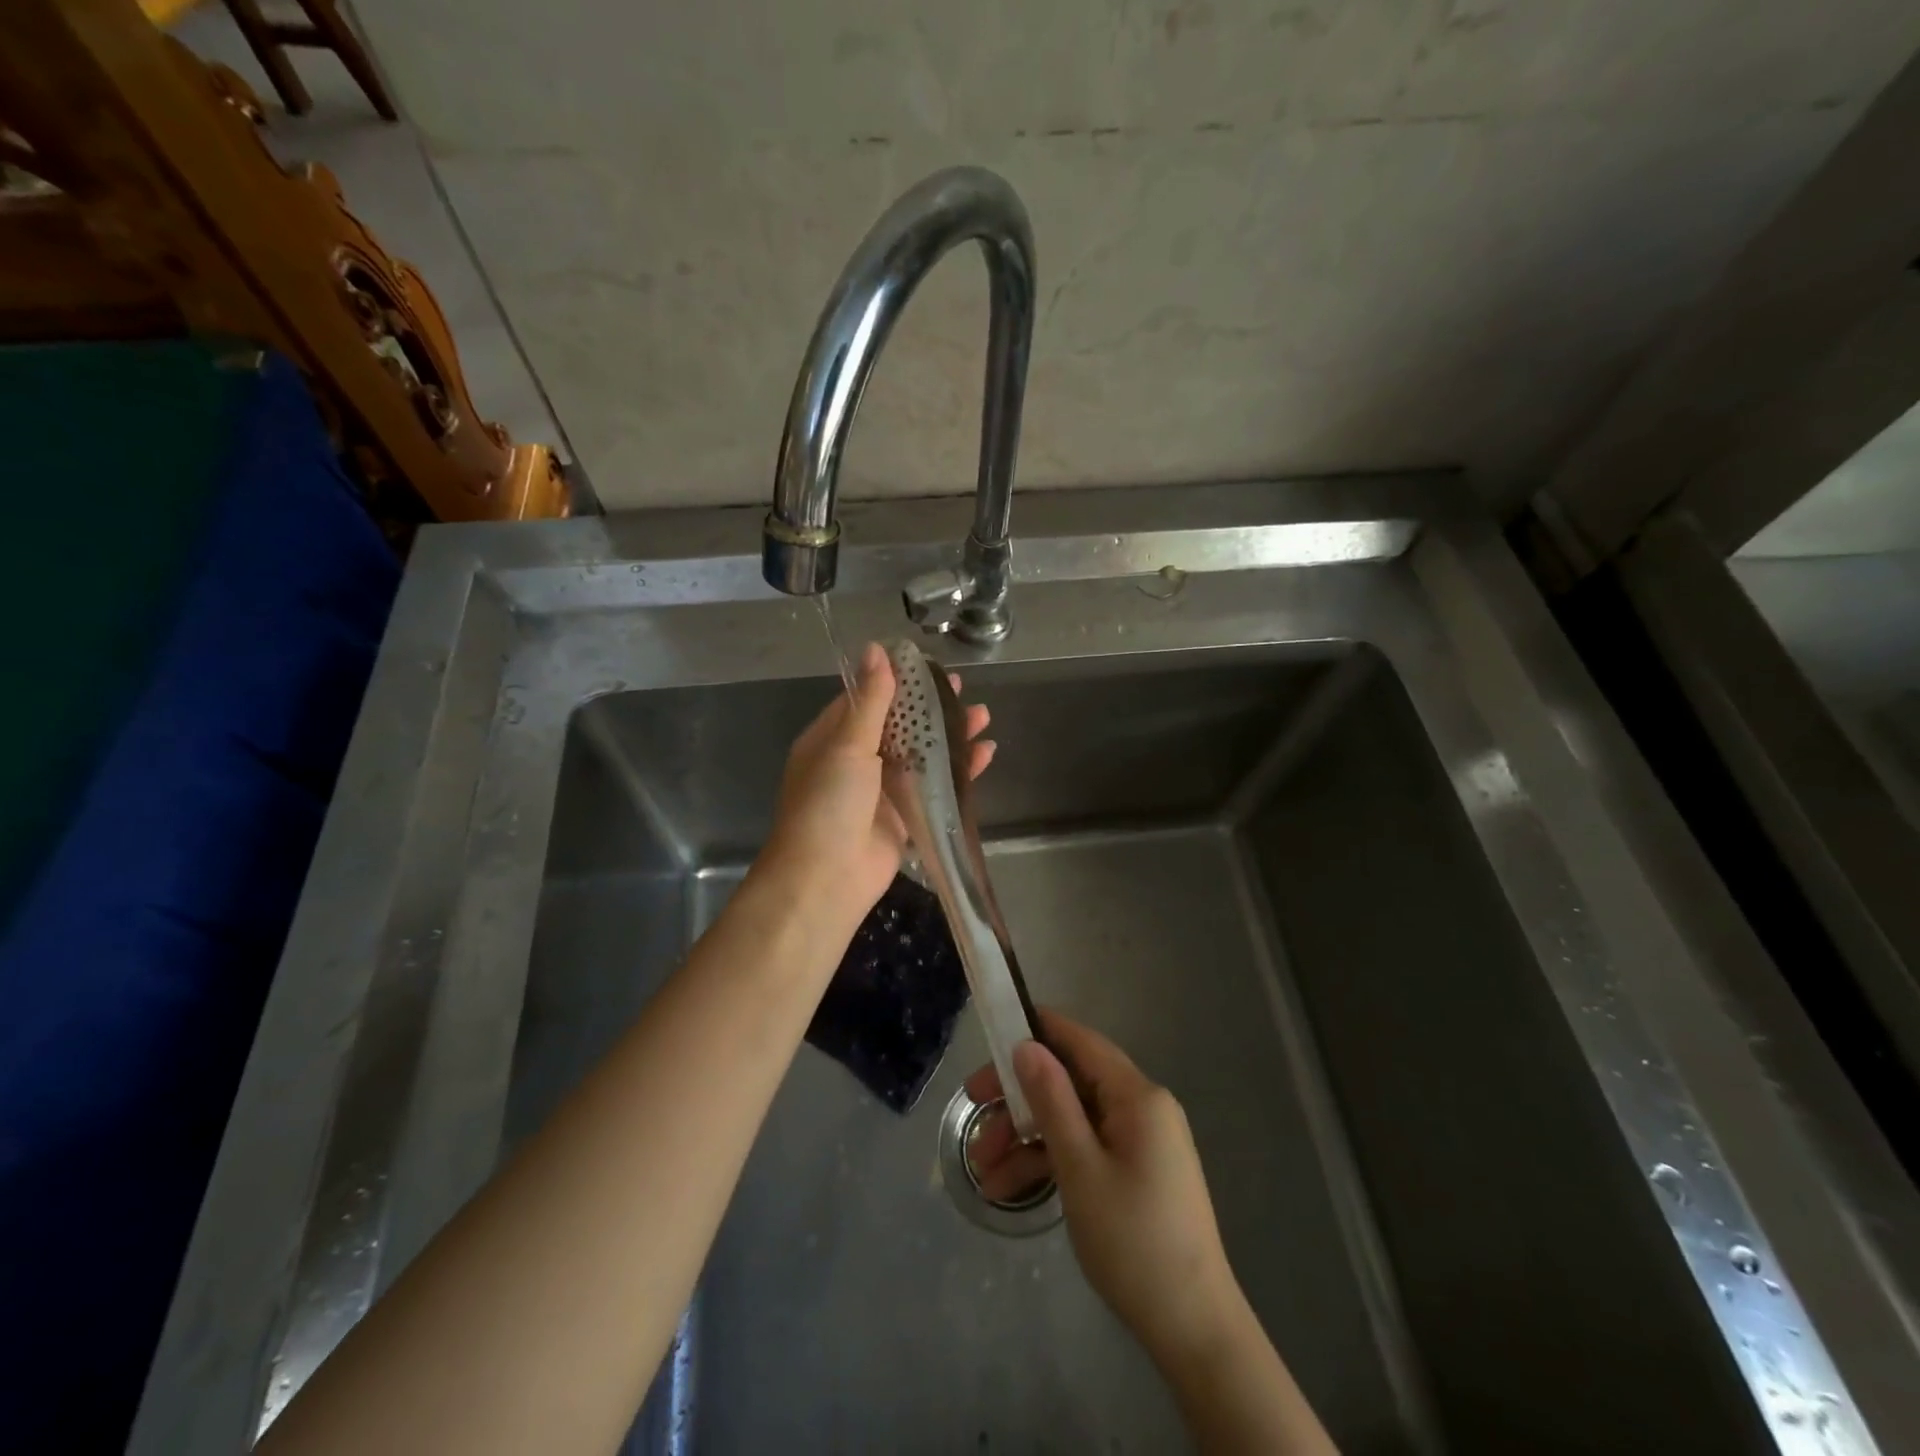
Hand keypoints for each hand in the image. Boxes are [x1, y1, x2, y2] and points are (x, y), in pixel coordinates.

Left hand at [758, 642, 993, 939]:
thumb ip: (870, 700)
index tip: (929, 666)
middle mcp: (857, 761)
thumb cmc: (829, 803)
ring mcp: (882, 791)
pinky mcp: (905, 817)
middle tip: (963, 688)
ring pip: (922, 755)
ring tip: (983, 716)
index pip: (867, 699)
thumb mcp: (847, 745)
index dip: (899, 682)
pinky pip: (935, 787)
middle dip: (931, 708)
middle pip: (901, 726)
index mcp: (833, 739)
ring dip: (950, 736)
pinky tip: (984, 753)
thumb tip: (876, 649)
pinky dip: (959, 771)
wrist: (826, 879)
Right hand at [964, 1011, 1241, 1370]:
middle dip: (1020, 1098)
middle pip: (1071, 1083)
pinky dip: (1050, 1162)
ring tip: (982, 1170)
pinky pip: (1085, 1149)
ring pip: (1072, 1120)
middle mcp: (1142, 1108)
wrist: (1193, 1330)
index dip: (1038, 1030)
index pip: (1082, 1042)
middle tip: (973, 1106)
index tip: (994, 1033)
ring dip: (1026, 1138)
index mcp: (1138, 1096)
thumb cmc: (1133, 1241)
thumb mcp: (1080, 1168)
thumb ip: (1051, 1100)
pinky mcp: (1134, 1171)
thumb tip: (1027, 1045)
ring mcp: (1139, 1142)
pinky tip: (1008, 1188)